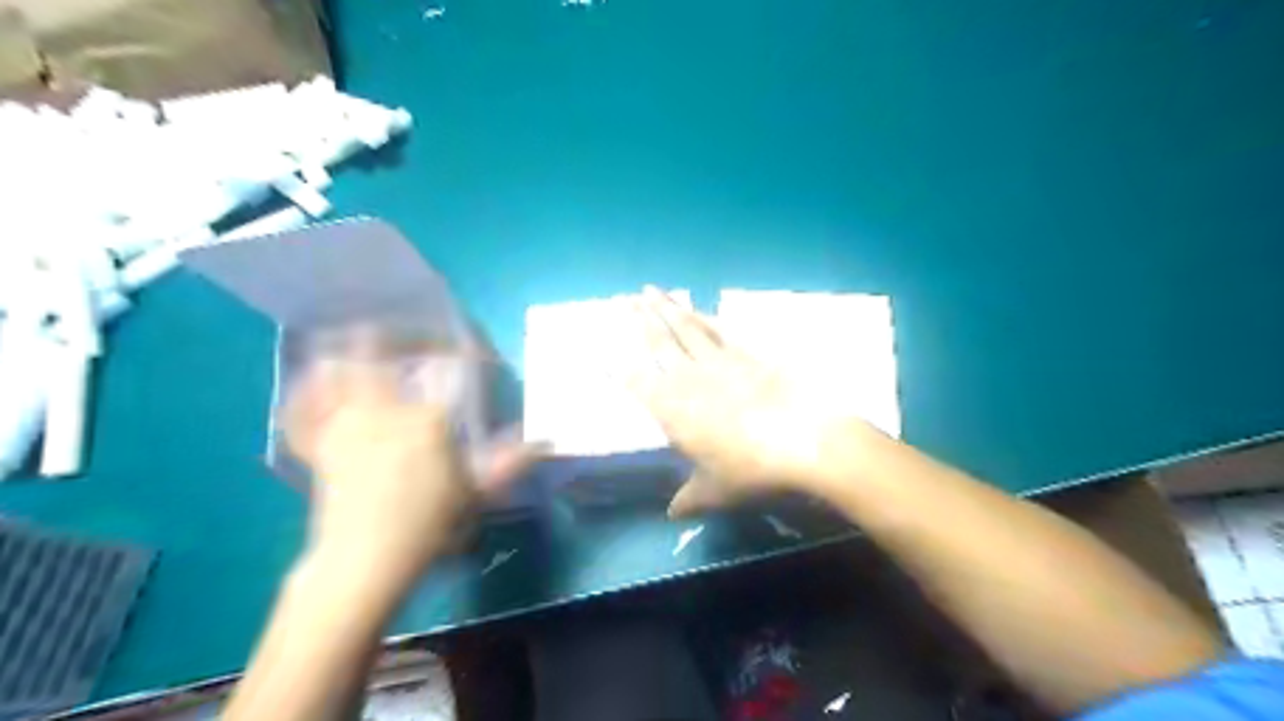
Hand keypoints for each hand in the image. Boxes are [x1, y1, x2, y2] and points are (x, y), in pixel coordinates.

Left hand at [282, 333, 538, 580]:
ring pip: (335, 365)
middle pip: (377, 347)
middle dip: (395, 334)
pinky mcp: (318, 441)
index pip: (450, 367)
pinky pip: (304, 403)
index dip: (465, 352)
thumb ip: (511, 462)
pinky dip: (310, 389)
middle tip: (410, 338)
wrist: (366, 560)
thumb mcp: (477, 492)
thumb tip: (545, 441)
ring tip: (359, 343)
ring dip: (347, 350)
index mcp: (428, 418)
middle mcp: (383, 408)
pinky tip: (318, 383)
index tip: (473, 353)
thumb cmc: (428, 524)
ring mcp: (344, 421)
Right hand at [627, 286, 878, 517]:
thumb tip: (672, 515)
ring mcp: (719, 362)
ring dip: (666, 308)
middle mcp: (689, 379)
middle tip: (623, 298)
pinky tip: (696, 307)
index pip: (637, 383)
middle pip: (658, 343)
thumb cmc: (750, 470)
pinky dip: (704, 316)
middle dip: (640, 320)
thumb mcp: (714, 492)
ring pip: (685, 328)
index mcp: (672, 410)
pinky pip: (718, 329)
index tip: (602, 350)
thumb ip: (689, 500)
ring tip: (651, 290)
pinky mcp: (747, 354)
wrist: (804, 441)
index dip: (618, 367)